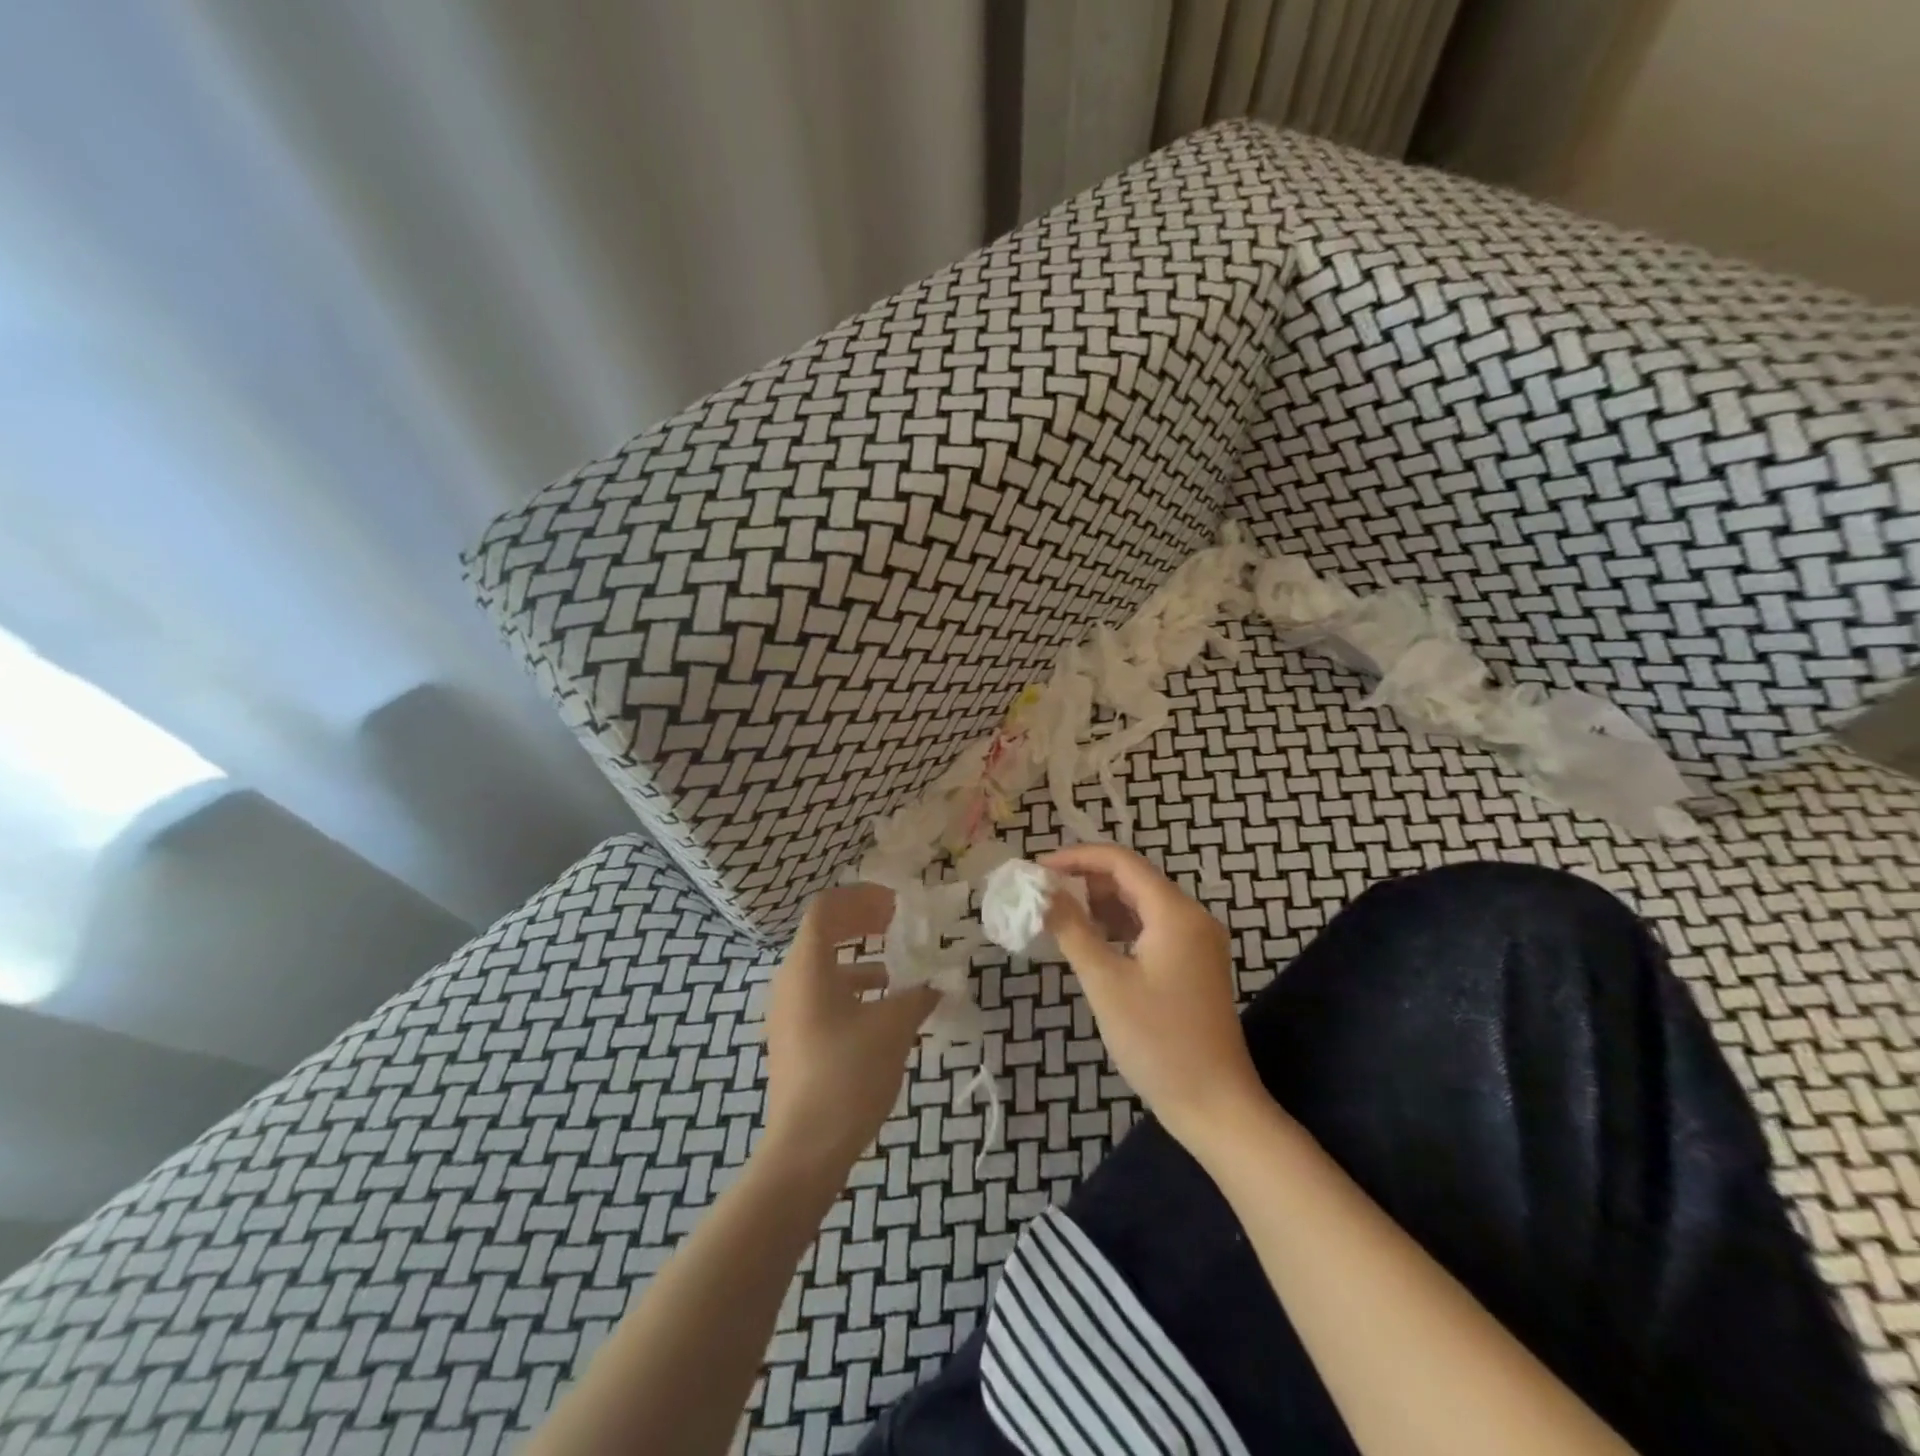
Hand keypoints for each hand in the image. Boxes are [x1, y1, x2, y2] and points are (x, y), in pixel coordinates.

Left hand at [761, 884, 939, 1180]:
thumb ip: (919, 995)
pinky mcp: (793, 1038)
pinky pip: (822, 994)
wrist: (805, 1150)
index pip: (826, 908)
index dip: (862, 898)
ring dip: (860, 957)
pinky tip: (883, 1009)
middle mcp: (790, 982)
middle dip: (862, 923)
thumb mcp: (894, 1028)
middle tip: (897, 923)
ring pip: (823, 966)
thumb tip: (940, 982)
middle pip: (823, 933)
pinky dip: (852, 989)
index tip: (896, 906)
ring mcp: (788, 1012)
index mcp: (807, 967)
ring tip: (896, 968)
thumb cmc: (848, 1075)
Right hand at [1041, 844, 1266, 1148]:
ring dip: (1100, 903)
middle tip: (1043, 892)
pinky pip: (1151, 928)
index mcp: (1175, 912)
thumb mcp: (1106, 982)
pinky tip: (1090, 940)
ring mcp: (1196, 941)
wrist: (1216, 1106)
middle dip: (1086, 880)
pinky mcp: (1193, 964)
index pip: (1121, 861)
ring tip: (1058, 914)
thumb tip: (1043, 892)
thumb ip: (1072, 929)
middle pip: (1132, 878)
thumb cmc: (1158, 1041)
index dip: (1077, 857)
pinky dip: (1118, 926)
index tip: (1038, 868)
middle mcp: (1191, 917)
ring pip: (1141, 904)